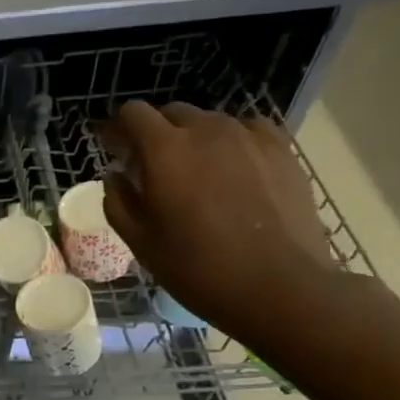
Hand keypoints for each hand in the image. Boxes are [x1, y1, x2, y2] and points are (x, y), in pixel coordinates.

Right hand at [100, 101, 339, 341]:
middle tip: (154, 167)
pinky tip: (234, 171)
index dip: (119, 129)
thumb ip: (118, 200)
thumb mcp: (139, 241)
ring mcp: (249, 136)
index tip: (116, 151)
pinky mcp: (282, 150)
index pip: (132, 113)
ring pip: (210, 122)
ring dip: (194, 139)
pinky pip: (247, 131)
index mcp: (164, 150)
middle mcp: (206, 130)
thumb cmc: (197, 267)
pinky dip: (232, 143)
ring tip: (198, 174)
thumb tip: (116, 175)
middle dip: (156, 133)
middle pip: (171, 112)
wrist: (280, 286)